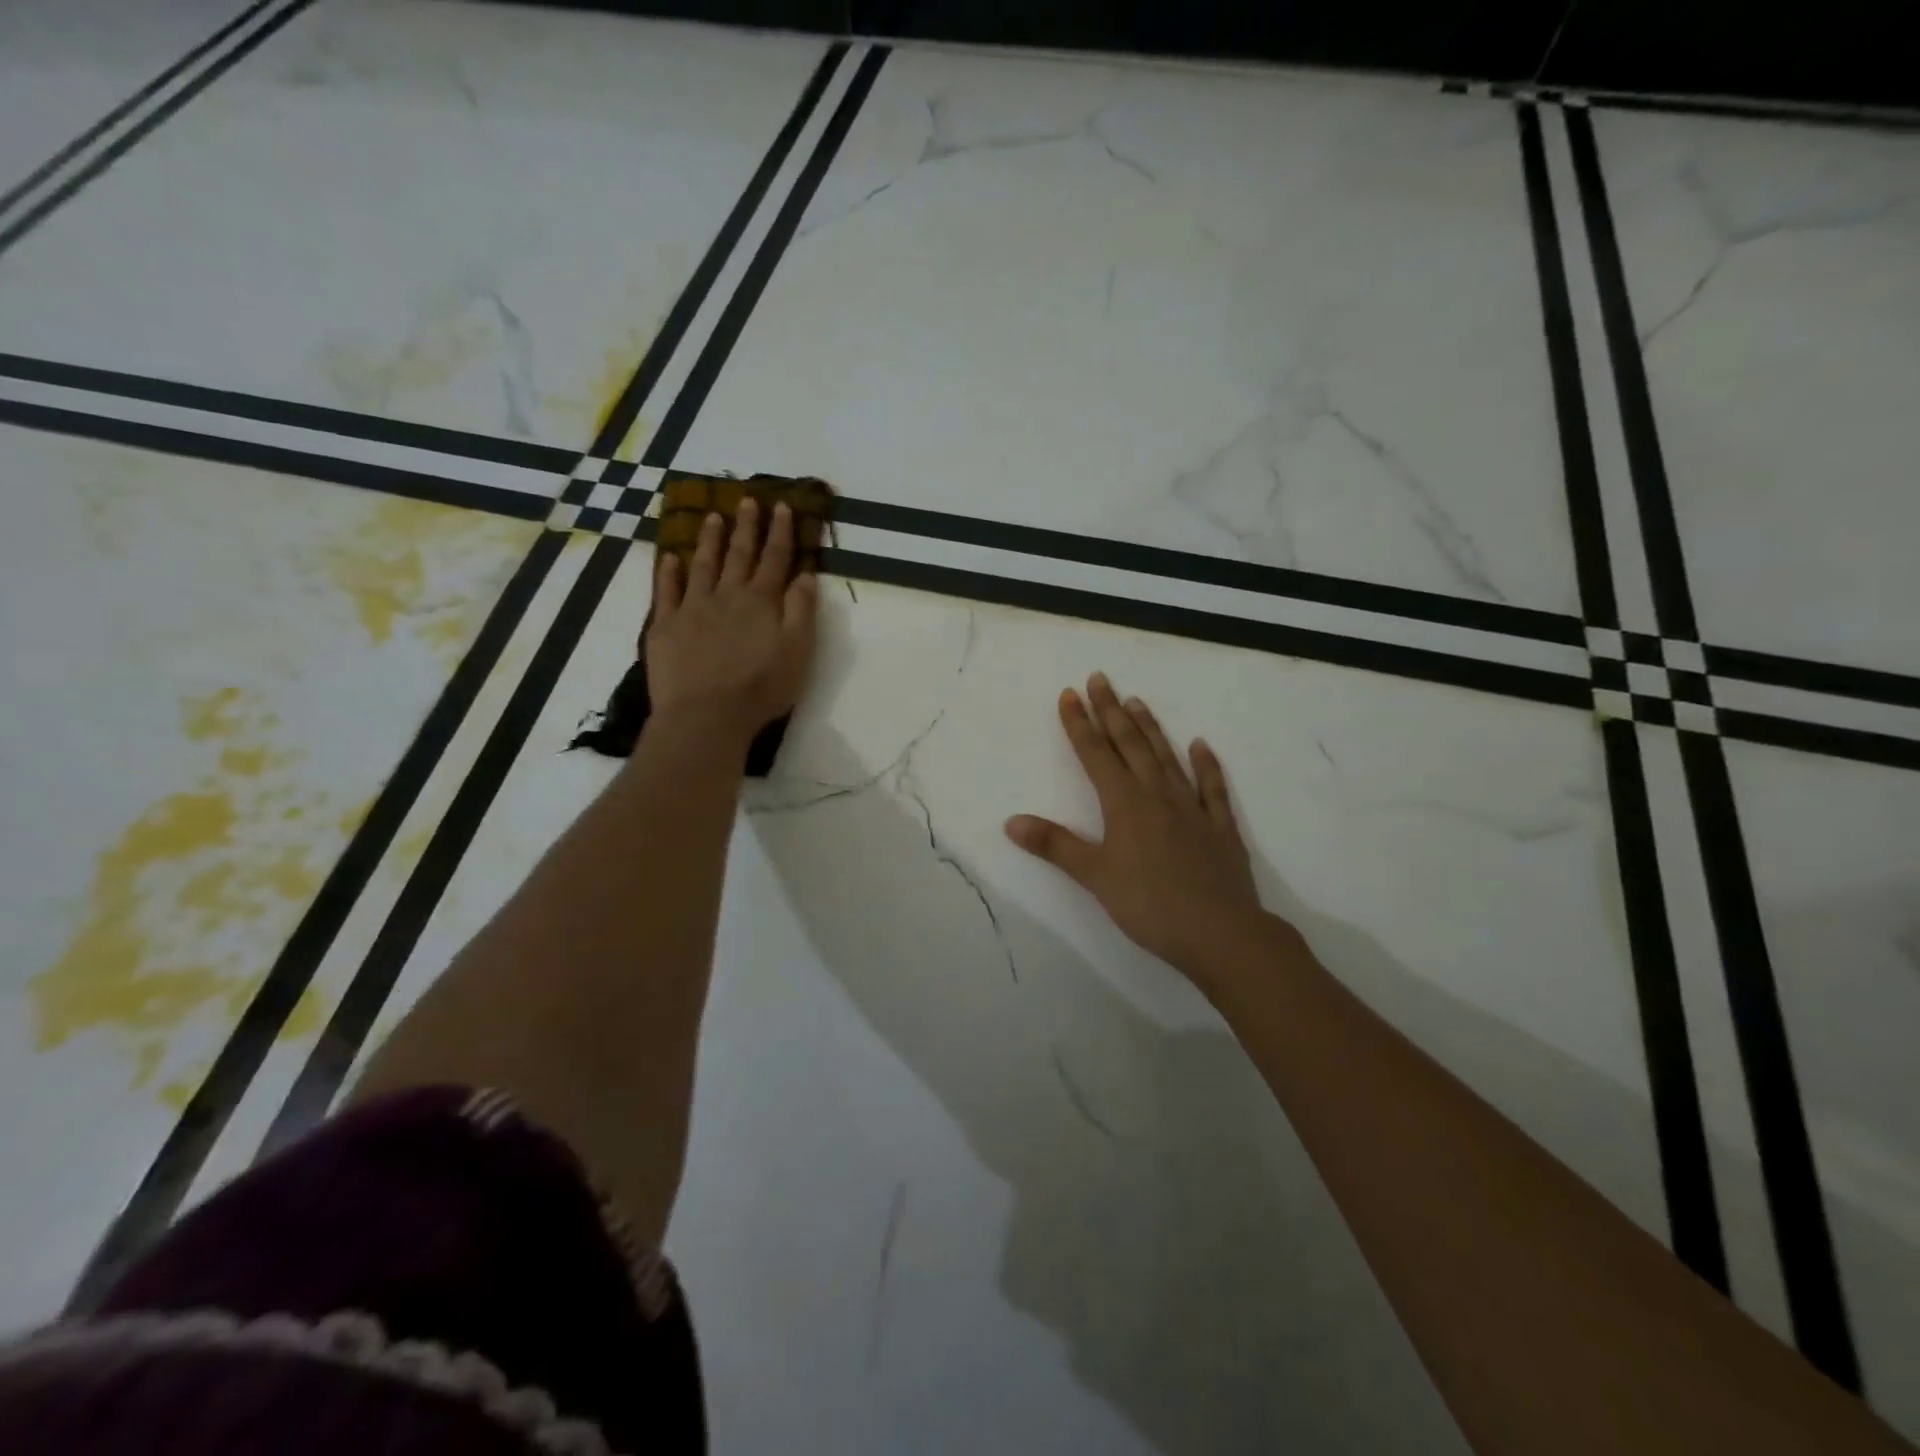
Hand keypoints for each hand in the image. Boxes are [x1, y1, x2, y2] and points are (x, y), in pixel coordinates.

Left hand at [646, 498, 817, 739]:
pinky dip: (668, 572)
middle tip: (747, 500)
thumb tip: (805, 575)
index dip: (780, 532)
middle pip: (739, 555)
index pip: (775, 559)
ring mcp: (692, 608)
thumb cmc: (761, 688)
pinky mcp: (665, 627)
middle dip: (746, 527)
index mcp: (761, 601)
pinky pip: (666, 592)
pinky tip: (670, 557)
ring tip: (712, 516)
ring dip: (709, 540)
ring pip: (702, 565)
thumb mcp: (798, 652)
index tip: (782, 506)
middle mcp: (727, 596)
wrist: (706, 715)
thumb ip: (802, 611)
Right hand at [1006, 674, 1268, 977]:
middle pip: (1130, 744)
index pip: (1095, 754)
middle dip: (1111, 711)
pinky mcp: (1220, 826)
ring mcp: (1192, 808)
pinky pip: (1211, 787)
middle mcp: (1157, 795)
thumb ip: (1055, 845)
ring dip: (1149, 727)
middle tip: (1100, 678)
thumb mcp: (1094, 876)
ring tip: (1136, 700)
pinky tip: (1200, 745)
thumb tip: (1011, 822)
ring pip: (1166, 757)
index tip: (1069, 694)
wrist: (1220, 932)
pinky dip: (1206, 764)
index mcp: (1124, 803)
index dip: (1079, 724)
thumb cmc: (1149, 905)